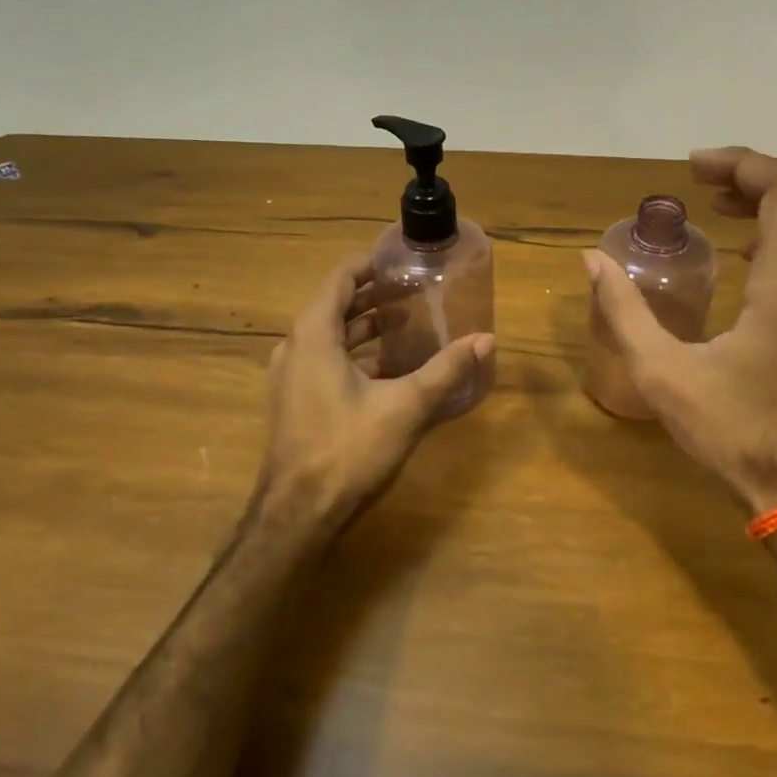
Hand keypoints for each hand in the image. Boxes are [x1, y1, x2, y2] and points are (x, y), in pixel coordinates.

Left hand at [261, 252, 493, 534]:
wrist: (297, 516)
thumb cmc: (347, 450)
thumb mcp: (405, 407)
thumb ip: (446, 370)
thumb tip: (486, 339)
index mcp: (313, 336)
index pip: (339, 279)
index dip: (370, 264)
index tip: (402, 259)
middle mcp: (295, 348)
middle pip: (335, 305)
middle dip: (374, 295)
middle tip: (415, 289)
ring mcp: (290, 377)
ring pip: (330, 336)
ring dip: (366, 326)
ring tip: (408, 322)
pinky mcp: (295, 402)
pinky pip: (325, 361)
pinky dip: (355, 353)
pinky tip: (389, 367)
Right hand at [584, 147, 776, 520]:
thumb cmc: (733, 430)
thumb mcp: (662, 372)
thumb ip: (624, 311)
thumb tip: (592, 260)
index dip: (740, 164)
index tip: (693, 168)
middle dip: (754, 176)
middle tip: (702, 183)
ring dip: (773, 201)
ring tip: (719, 207)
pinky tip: (747, 251)